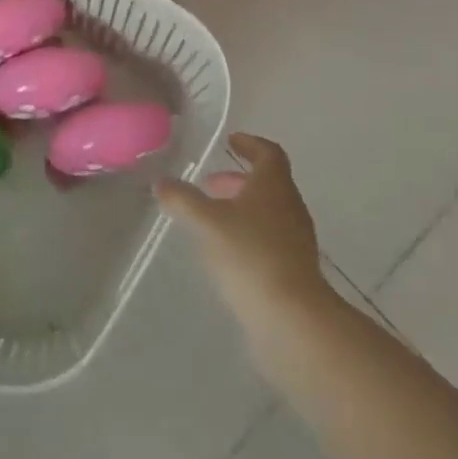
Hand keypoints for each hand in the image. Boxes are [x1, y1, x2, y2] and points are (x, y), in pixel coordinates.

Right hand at [155, 133, 332, 338]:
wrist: (292, 318)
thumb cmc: (250, 255)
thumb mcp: (207, 223)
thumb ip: (183, 200)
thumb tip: (161, 182)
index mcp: (274, 185)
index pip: (268, 153)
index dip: (250, 144)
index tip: (231, 141)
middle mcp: (290, 205)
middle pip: (267, 182)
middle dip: (238, 179)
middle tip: (210, 184)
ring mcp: (296, 238)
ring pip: (268, 211)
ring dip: (242, 207)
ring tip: (212, 219)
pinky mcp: (295, 268)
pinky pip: (270, 238)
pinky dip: (248, 233)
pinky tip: (226, 251)